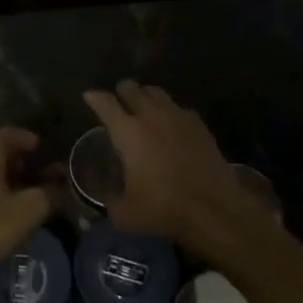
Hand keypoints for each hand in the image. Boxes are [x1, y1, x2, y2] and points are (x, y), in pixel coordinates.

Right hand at [82, 82, 256, 251]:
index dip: (94, 97)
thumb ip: (110, 199)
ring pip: (156, 92)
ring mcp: (177, 116)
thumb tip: (107, 194)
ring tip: (143, 107)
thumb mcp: (125, 213)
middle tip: (118, 102)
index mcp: (127, 131)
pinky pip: (178, 107)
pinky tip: (171, 124)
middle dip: (121, 91)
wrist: (213, 207)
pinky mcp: (198, 123)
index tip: (89, 96)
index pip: (105, 103)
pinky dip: (169, 111)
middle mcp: (150, 115)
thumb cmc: (163, 208)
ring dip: (145, 96)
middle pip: (131, 88)